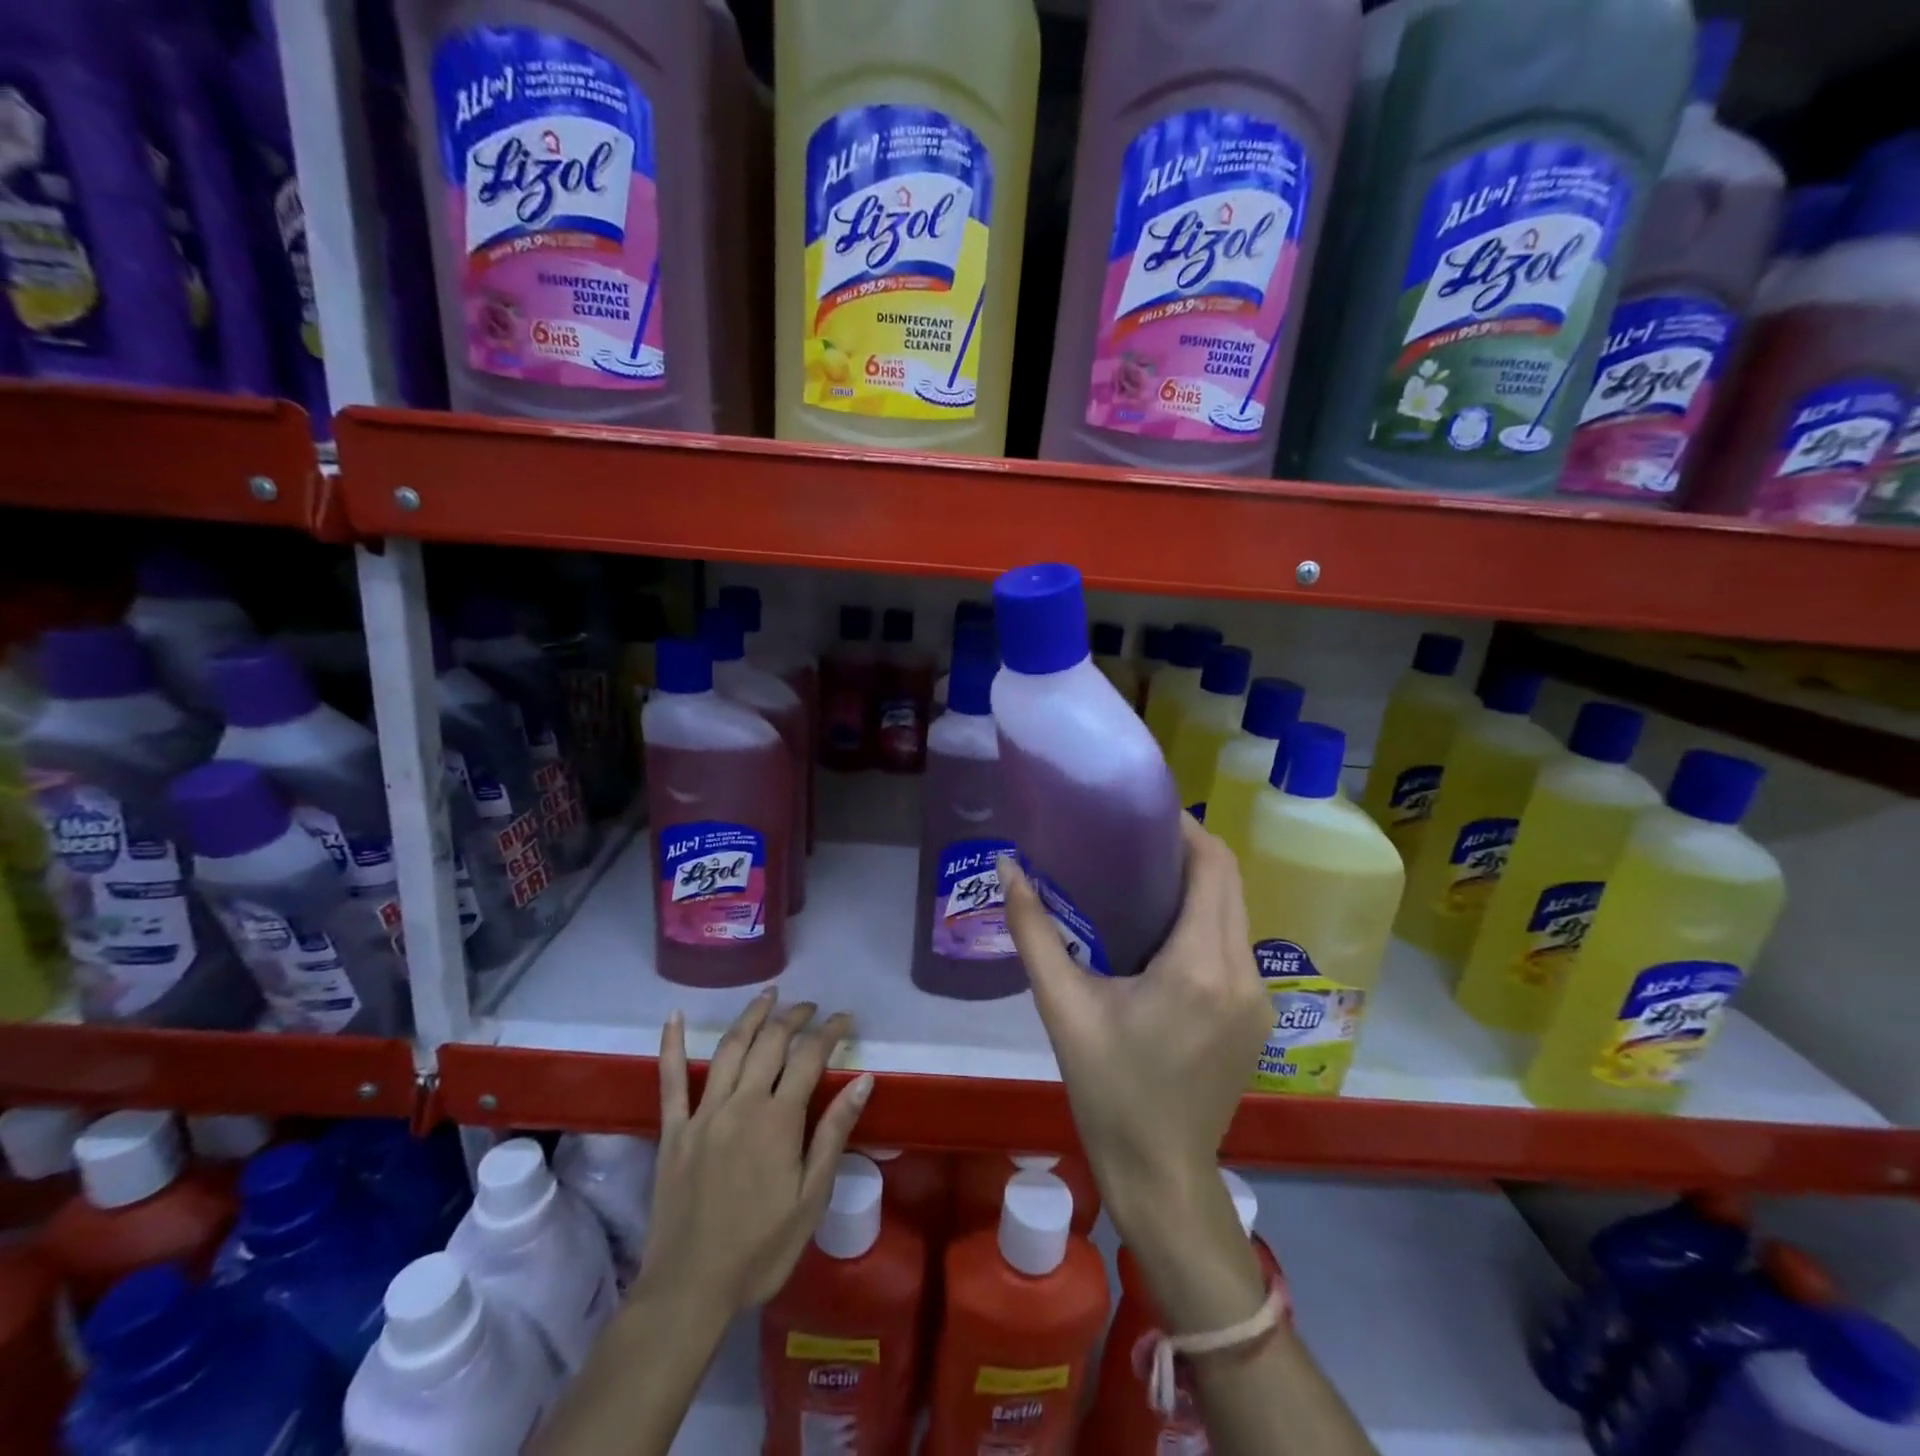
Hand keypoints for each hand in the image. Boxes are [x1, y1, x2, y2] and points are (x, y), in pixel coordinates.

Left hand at [643, 990, 872, 1311]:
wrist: (689, 1290)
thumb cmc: (760, 1249)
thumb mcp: (811, 1198)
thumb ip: (834, 1133)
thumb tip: (863, 1080)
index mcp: (778, 1120)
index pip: (810, 1057)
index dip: (830, 1031)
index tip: (845, 1019)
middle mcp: (741, 1103)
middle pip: (770, 1043)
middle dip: (794, 1017)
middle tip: (810, 1006)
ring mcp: (703, 1114)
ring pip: (729, 1048)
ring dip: (751, 1016)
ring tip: (768, 995)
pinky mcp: (673, 1130)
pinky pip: (670, 1080)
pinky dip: (672, 1045)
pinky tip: (675, 1016)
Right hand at [999, 816, 1270, 1233]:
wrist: (1161, 1173)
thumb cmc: (1108, 1090)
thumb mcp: (1063, 1007)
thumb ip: (1033, 930)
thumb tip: (1006, 867)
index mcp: (1199, 966)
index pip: (1213, 867)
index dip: (1185, 830)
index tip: (1142, 814)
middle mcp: (1242, 973)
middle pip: (1230, 882)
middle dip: (1189, 852)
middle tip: (1133, 841)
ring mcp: (1258, 997)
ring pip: (1235, 912)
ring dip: (1198, 885)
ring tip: (1142, 878)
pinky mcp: (1257, 1015)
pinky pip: (1235, 943)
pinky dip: (1206, 919)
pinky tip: (1162, 931)